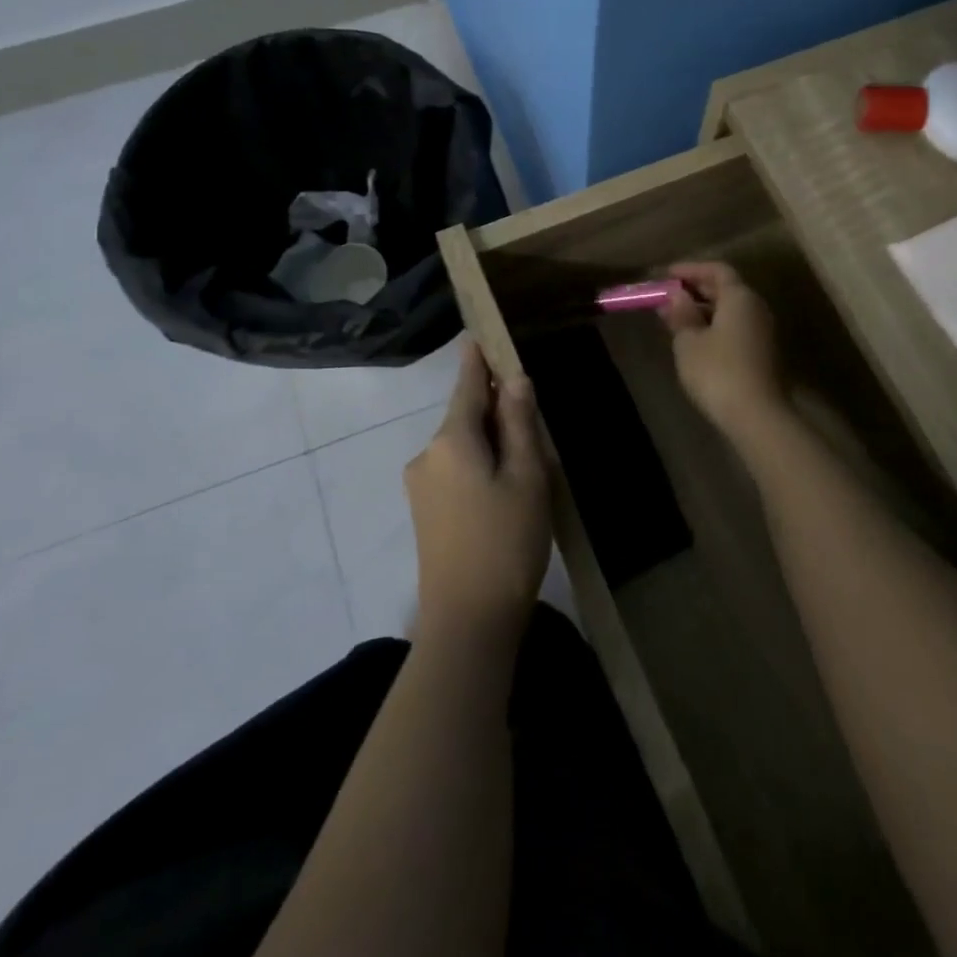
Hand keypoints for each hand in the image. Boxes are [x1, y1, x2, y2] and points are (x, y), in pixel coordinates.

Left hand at [404, 340, 551, 643]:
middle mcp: (427, 454)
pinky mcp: (424, 512)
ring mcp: (421, 485)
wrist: (467, 622)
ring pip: (462, 446)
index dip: (478, 359)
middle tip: (535, 424)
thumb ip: (519, 424)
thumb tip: (515, 379)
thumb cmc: (506, 542)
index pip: (467, 384)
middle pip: (465, 416)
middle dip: (497, 411)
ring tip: (528, 467)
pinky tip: (504, 493)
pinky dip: (479, 466)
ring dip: (491, 443)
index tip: (481, 333)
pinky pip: (455, 470)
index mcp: (452, 439)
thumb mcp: (526, 478)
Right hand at [661, 261, 783, 433]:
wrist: (757, 416)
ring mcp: (763, 332)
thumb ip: (682, 315)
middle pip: (727, 288)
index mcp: (740, 297)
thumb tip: (677, 296)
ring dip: (705, 310)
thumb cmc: (717, 372)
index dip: (691, 269)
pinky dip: (715, 326)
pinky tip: (696, 340)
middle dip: (696, 289)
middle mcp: (756, 308)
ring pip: (732, 310)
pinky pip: (736, 328)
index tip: (666, 275)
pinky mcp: (763, 353)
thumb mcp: (689, 342)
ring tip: (677, 319)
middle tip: (668, 296)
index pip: (717, 270)